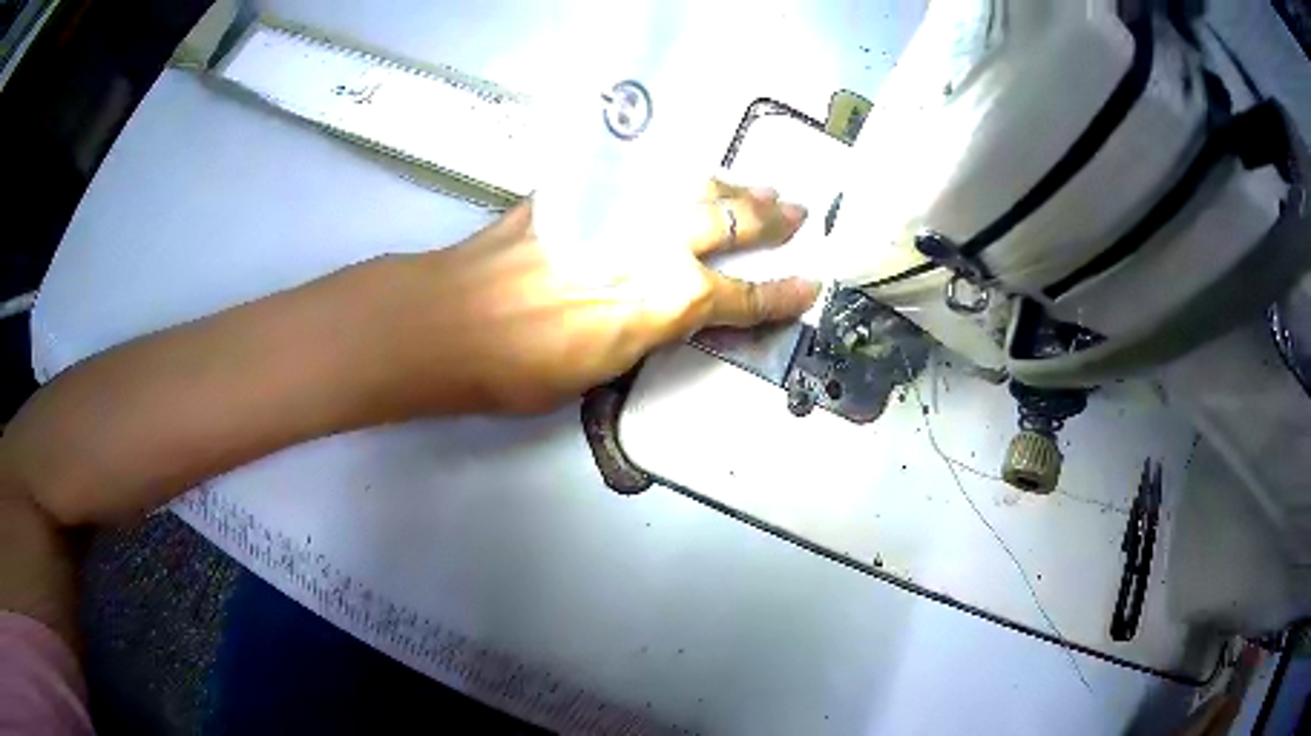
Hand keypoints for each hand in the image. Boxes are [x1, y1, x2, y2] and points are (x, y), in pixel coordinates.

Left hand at [404, 179, 817, 411]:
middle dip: (770, 218)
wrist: (451, 320)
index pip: (744, 297)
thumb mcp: (604, 368)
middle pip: (729, 221)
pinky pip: (638, 174)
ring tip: (757, 185)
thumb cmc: (522, 366)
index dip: (781, 295)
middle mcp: (656, 241)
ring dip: (730, 186)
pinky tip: (682, 175)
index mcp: (669, 298)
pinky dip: (669, 176)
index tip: (809, 285)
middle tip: (796, 211)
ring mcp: (618, 206)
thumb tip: (670, 310)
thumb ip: (647, 330)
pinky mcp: (580, 190)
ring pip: (691, 186)